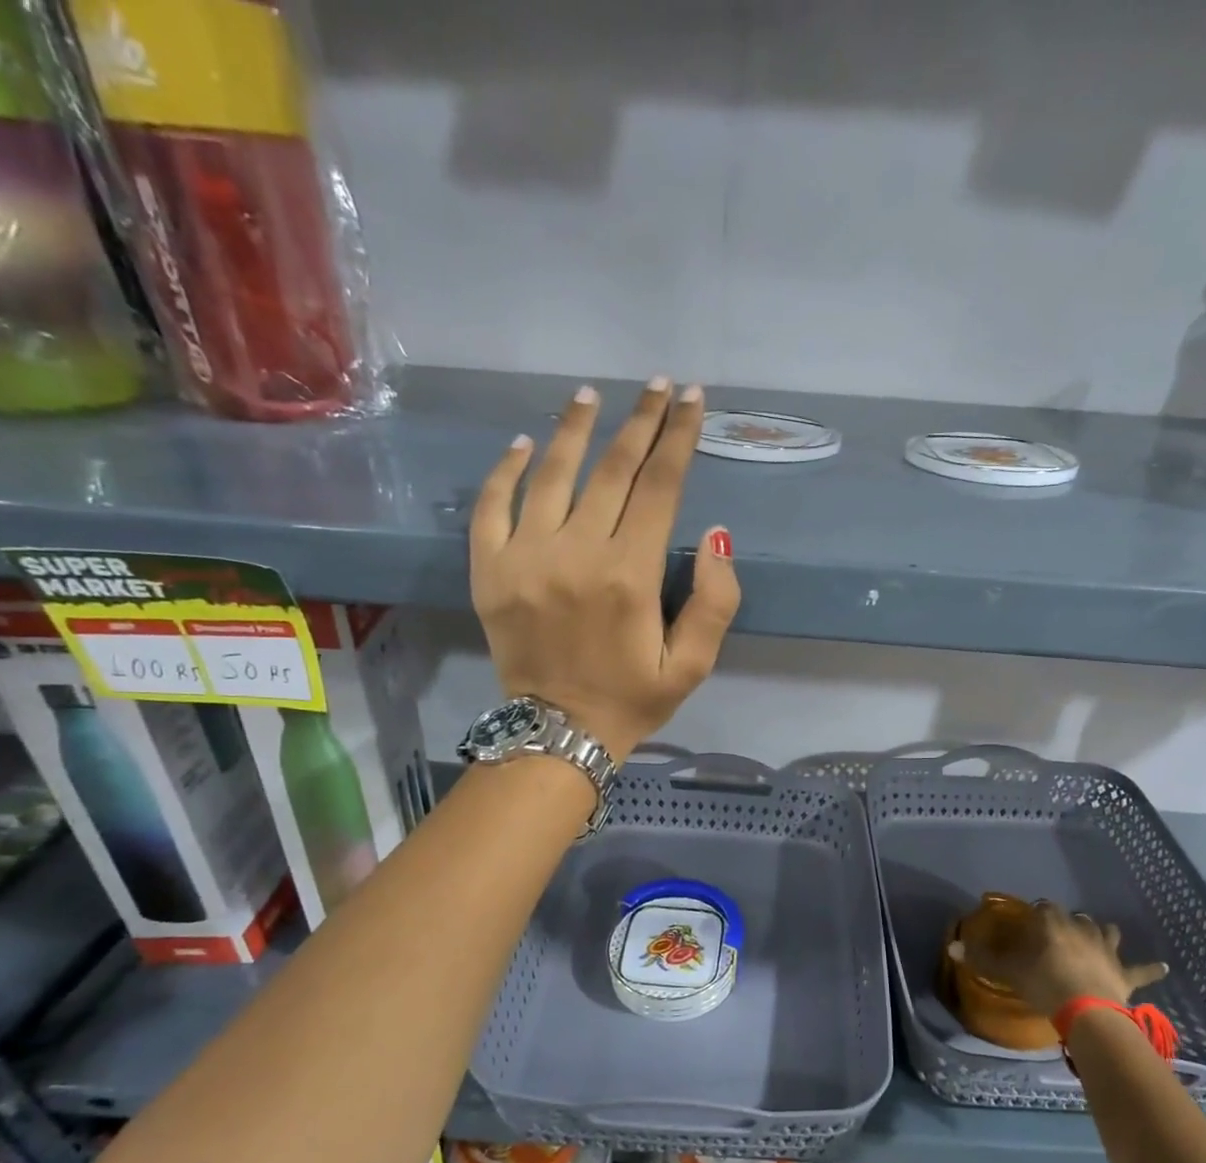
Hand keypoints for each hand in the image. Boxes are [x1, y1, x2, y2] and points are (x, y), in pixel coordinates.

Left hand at [470, 380, 740, 760]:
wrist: (557, 734)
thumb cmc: (632, 700)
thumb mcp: (692, 666)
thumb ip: (715, 603)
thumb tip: (716, 535)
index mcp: (629, 575)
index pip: (660, 487)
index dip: (679, 437)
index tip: (691, 400)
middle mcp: (576, 553)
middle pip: (612, 469)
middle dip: (640, 421)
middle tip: (657, 385)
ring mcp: (525, 558)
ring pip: (552, 474)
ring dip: (574, 429)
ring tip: (591, 395)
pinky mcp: (489, 570)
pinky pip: (492, 506)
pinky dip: (507, 470)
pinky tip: (525, 444)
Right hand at [953, 899, 1167, 1019]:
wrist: (1087, 1012)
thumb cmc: (1044, 984)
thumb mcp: (1008, 972)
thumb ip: (981, 959)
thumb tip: (950, 948)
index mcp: (1053, 924)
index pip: (1043, 908)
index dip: (1036, 913)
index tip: (1029, 923)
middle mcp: (1082, 929)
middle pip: (1076, 917)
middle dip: (1068, 922)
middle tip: (1058, 933)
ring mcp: (1106, 950)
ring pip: (1107, 932)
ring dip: (1103, 933)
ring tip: (1099, 936)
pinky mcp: (1125, 973)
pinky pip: (1142, 969)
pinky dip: (1152, 969)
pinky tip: (1165, 967)